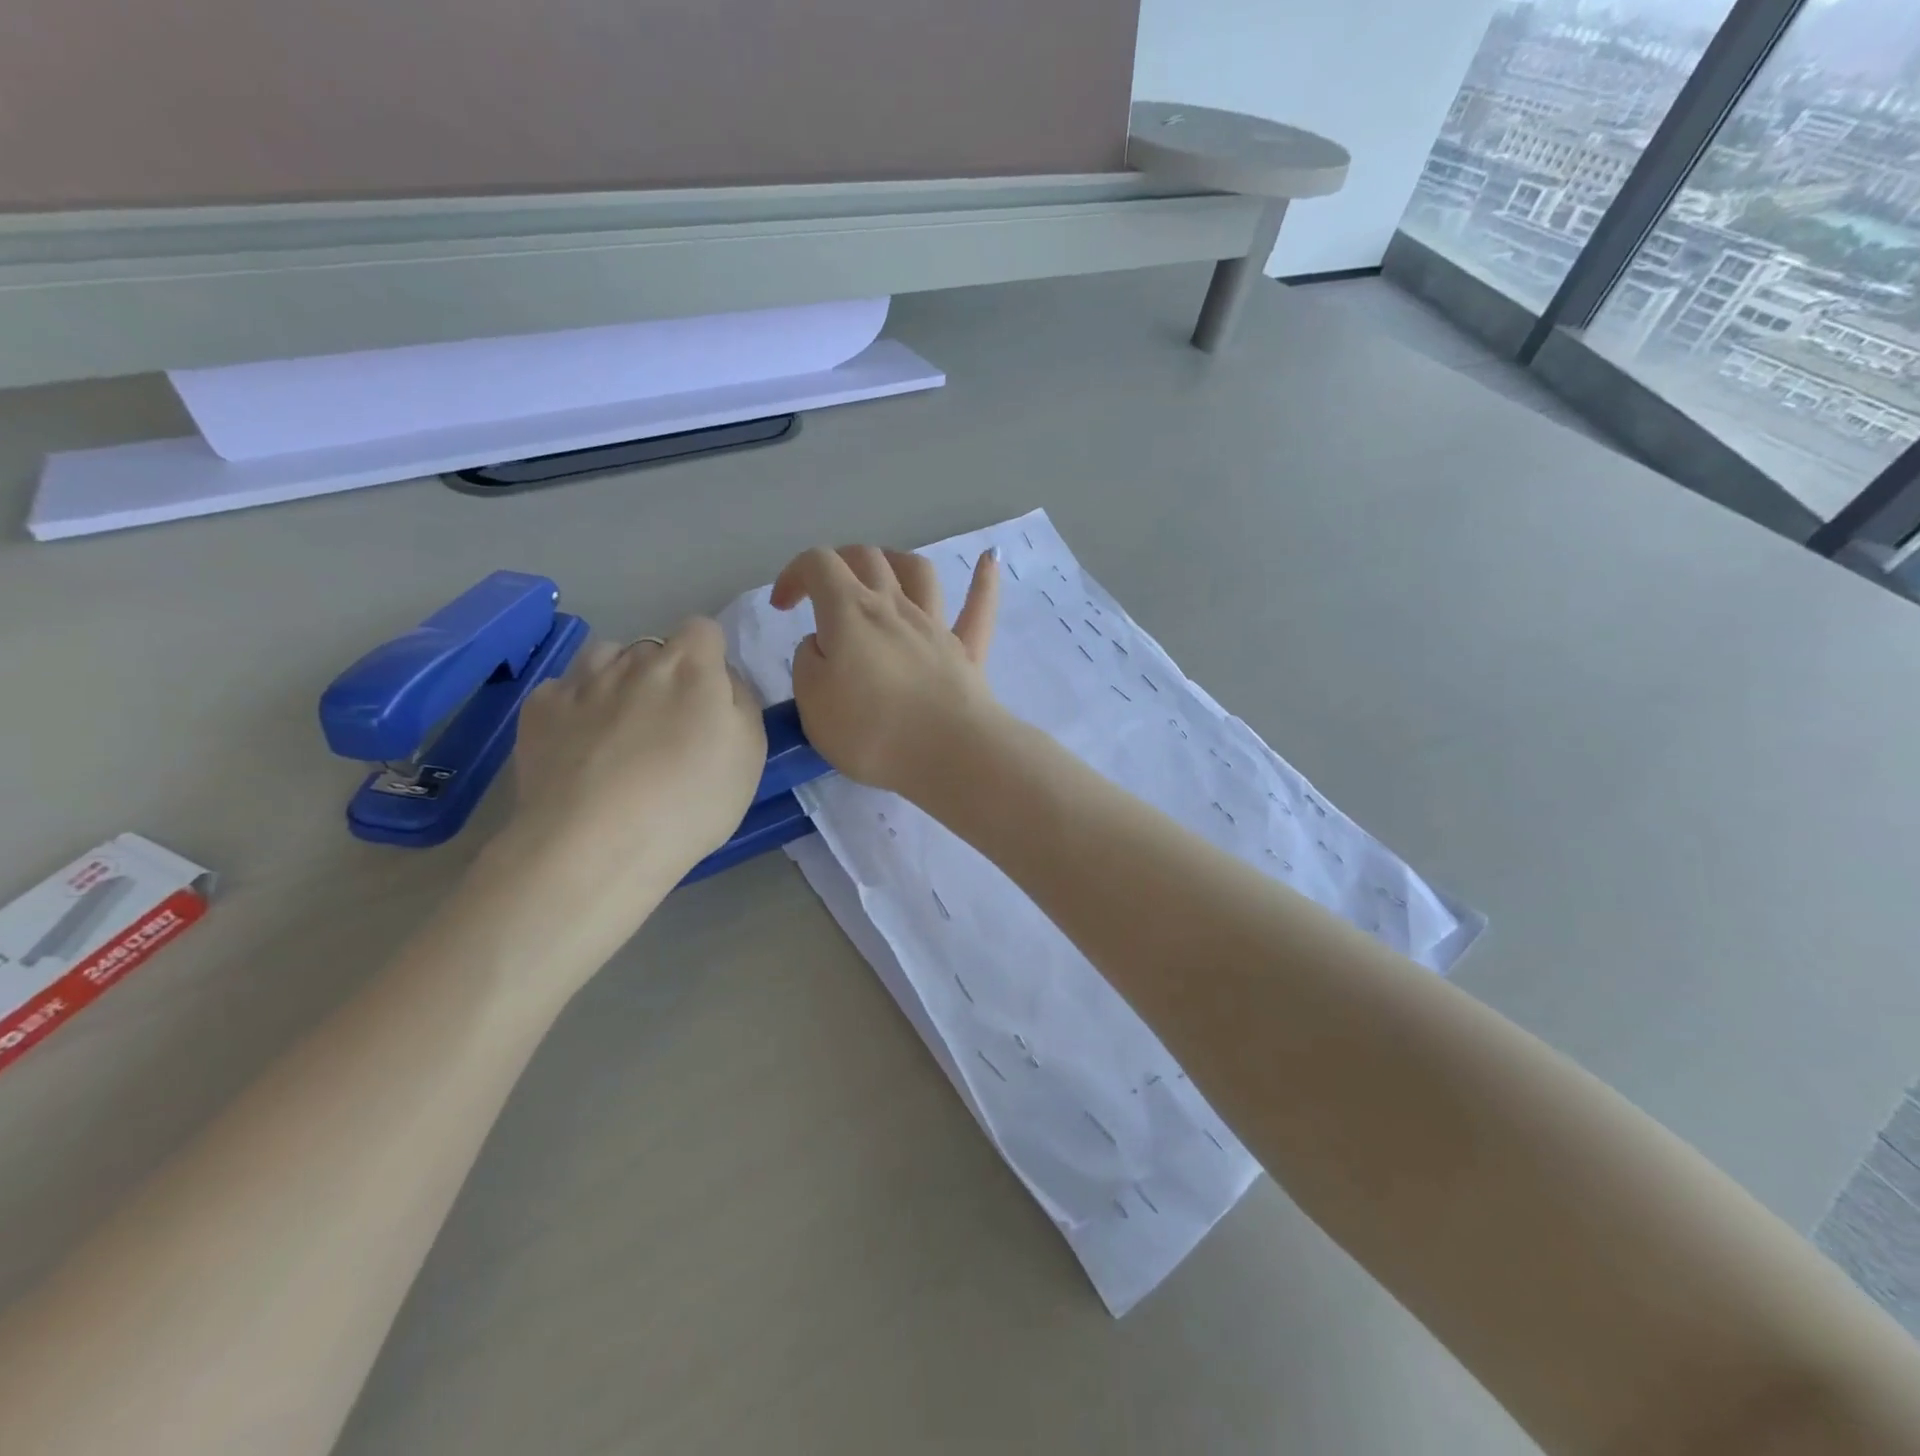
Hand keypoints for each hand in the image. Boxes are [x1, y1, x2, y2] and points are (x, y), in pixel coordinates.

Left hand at [505, 618, 766, 896]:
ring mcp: (582, 680)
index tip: (710, 697)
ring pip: (605, 658)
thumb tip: (722, 681)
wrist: (594, 846)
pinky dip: (576, 708)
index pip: (704, 630)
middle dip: (664, 675)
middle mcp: (635, 660)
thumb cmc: (690, 802)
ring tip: (619, 727)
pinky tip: (579, 746)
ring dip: (617, 679)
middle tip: (667, 727)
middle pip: (655, 648)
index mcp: (691, 666)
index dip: (710, 658)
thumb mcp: (750, 755)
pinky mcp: (539, 708)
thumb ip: (741, 702)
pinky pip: (565, 690)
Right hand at [770, 545, 1001, 797]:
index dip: (795, 574)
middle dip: (839, 564)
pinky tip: (989, 560)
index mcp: (850, 613)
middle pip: (867, 559)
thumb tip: (822, 644)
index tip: (783, 606)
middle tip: (824, 593)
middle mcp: (895, 607)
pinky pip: (979, 608)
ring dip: (896, 563)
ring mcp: (936, 626)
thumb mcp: (812, 702)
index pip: (818, 565)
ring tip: (883, 574)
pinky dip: (983, 581)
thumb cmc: (872, 731)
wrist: (949, 754)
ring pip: (919, 572)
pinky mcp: (967, 651)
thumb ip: (809, 663)